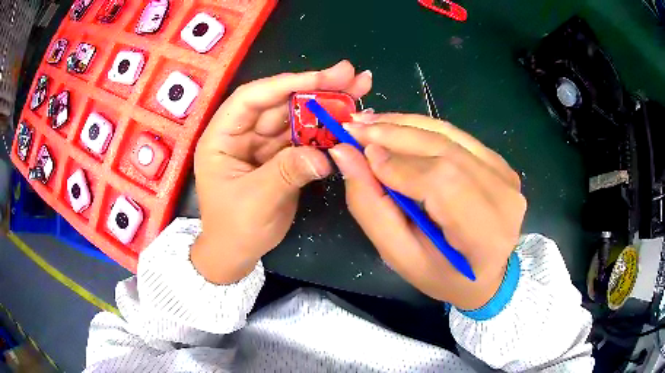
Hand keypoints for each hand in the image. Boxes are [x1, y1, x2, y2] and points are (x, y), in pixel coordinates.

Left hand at [191, 61, 371, 283]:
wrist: (236, 253)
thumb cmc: (234, 229)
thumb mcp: (256, 202)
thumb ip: (286, 173)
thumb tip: (324, 155)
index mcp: (221, 137)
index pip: (252, 99)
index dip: (286, 84)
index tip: (322, 78)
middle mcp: (242, 133)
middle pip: (280, 102)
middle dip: (315, 88)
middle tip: (350, 74)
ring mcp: (263, 144)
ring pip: (296, 117)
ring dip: (326, 105)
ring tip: (358, 89)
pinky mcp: (280, 157)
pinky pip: (304, 138)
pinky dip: (326, 130)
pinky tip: (348, 119)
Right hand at [329, 113, 525, 309]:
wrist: (487, 272)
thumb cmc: (442, 275)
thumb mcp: (400, 256)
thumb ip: (371, 208)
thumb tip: (345, 155)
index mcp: (485, 235)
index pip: (442, 184)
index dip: (399, 165)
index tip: (360, 154)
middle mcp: (503, 197)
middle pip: (445, 151)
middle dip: (395, 135)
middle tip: (354, 127)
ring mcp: (505, 175)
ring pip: (449, 135)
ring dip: (405, 125)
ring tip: (369, 122)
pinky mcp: (500, 162)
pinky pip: (456, 135)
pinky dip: (422, 127)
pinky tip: (396, 127)